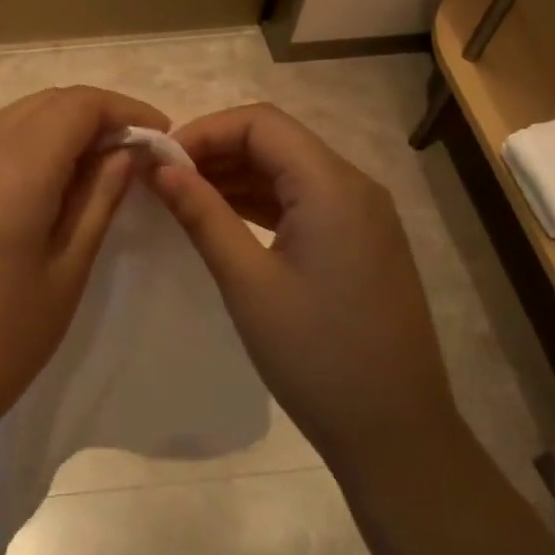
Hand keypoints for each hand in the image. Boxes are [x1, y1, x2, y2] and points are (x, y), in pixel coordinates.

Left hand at [0, 85, 168, 442]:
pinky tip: (38, 187)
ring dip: (56, 128)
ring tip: (89, 169)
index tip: (158, 135)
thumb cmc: (0, 342)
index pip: (77, 105)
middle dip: (93, 115)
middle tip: (129, 153)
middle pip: (43, 103)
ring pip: (11, 119)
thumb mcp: (66, 272)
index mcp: (13, 170)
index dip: (124, 110)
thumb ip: (98, 200)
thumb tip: (124, 152)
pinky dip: (21, 146)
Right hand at [147, 104, 458, 469]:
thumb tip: (160, 168)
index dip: (204, 131)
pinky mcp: (360, 241)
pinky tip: (223, 219)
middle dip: (216, 151)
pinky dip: (261, 202)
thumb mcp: (247, 282)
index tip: (160, 163)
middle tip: (163, 181)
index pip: (260, 123)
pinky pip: (304, 201)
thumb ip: (202, 215)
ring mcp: (362, 215)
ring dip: (236, 176)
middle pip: (276, 141)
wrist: (394, 431)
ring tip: (182, 199)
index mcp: (332, 186)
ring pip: (289, 170)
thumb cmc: (315, 355)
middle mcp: (354, 186)